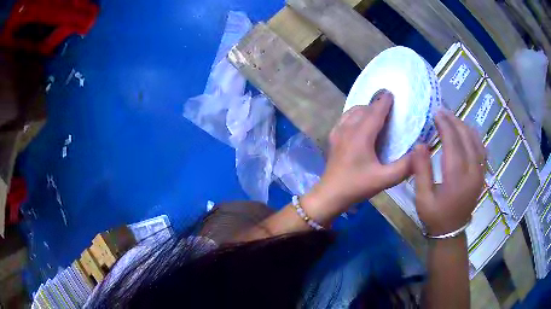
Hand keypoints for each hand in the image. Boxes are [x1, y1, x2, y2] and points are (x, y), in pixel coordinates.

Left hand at [305, 90, 411, 219]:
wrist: (330, 194)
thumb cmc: (357, 186)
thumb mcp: (384, 179)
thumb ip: (404, 167)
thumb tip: (419, 152)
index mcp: (361, 135)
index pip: (375, 112)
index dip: (384, 101)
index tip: (392, 94)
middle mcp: (348, 128)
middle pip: (364, 108)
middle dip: (376, 104)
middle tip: (389, 106)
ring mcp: (337, 131)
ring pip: (352, 111)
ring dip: (365, 108)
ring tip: (376, 113)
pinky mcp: (332, 137)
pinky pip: (344, 118)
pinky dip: (354, 114)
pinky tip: (360, 123)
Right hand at [412, 108, 484, 235]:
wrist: (452, 232)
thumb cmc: (435, 216)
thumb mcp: (423, 198)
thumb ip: (422, 171)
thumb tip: (420, 144)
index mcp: (457, 178)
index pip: (453, 143)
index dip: (445, 125)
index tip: (436, 113)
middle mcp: (473, 172)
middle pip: (466, 138)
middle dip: (454, 121)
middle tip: (442, 111)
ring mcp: (480, 172)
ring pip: (476, 141)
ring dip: (464, 126)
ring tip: (452, 119)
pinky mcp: (482, 174)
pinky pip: (482, 149)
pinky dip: (474, 136)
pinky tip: (466, 132)